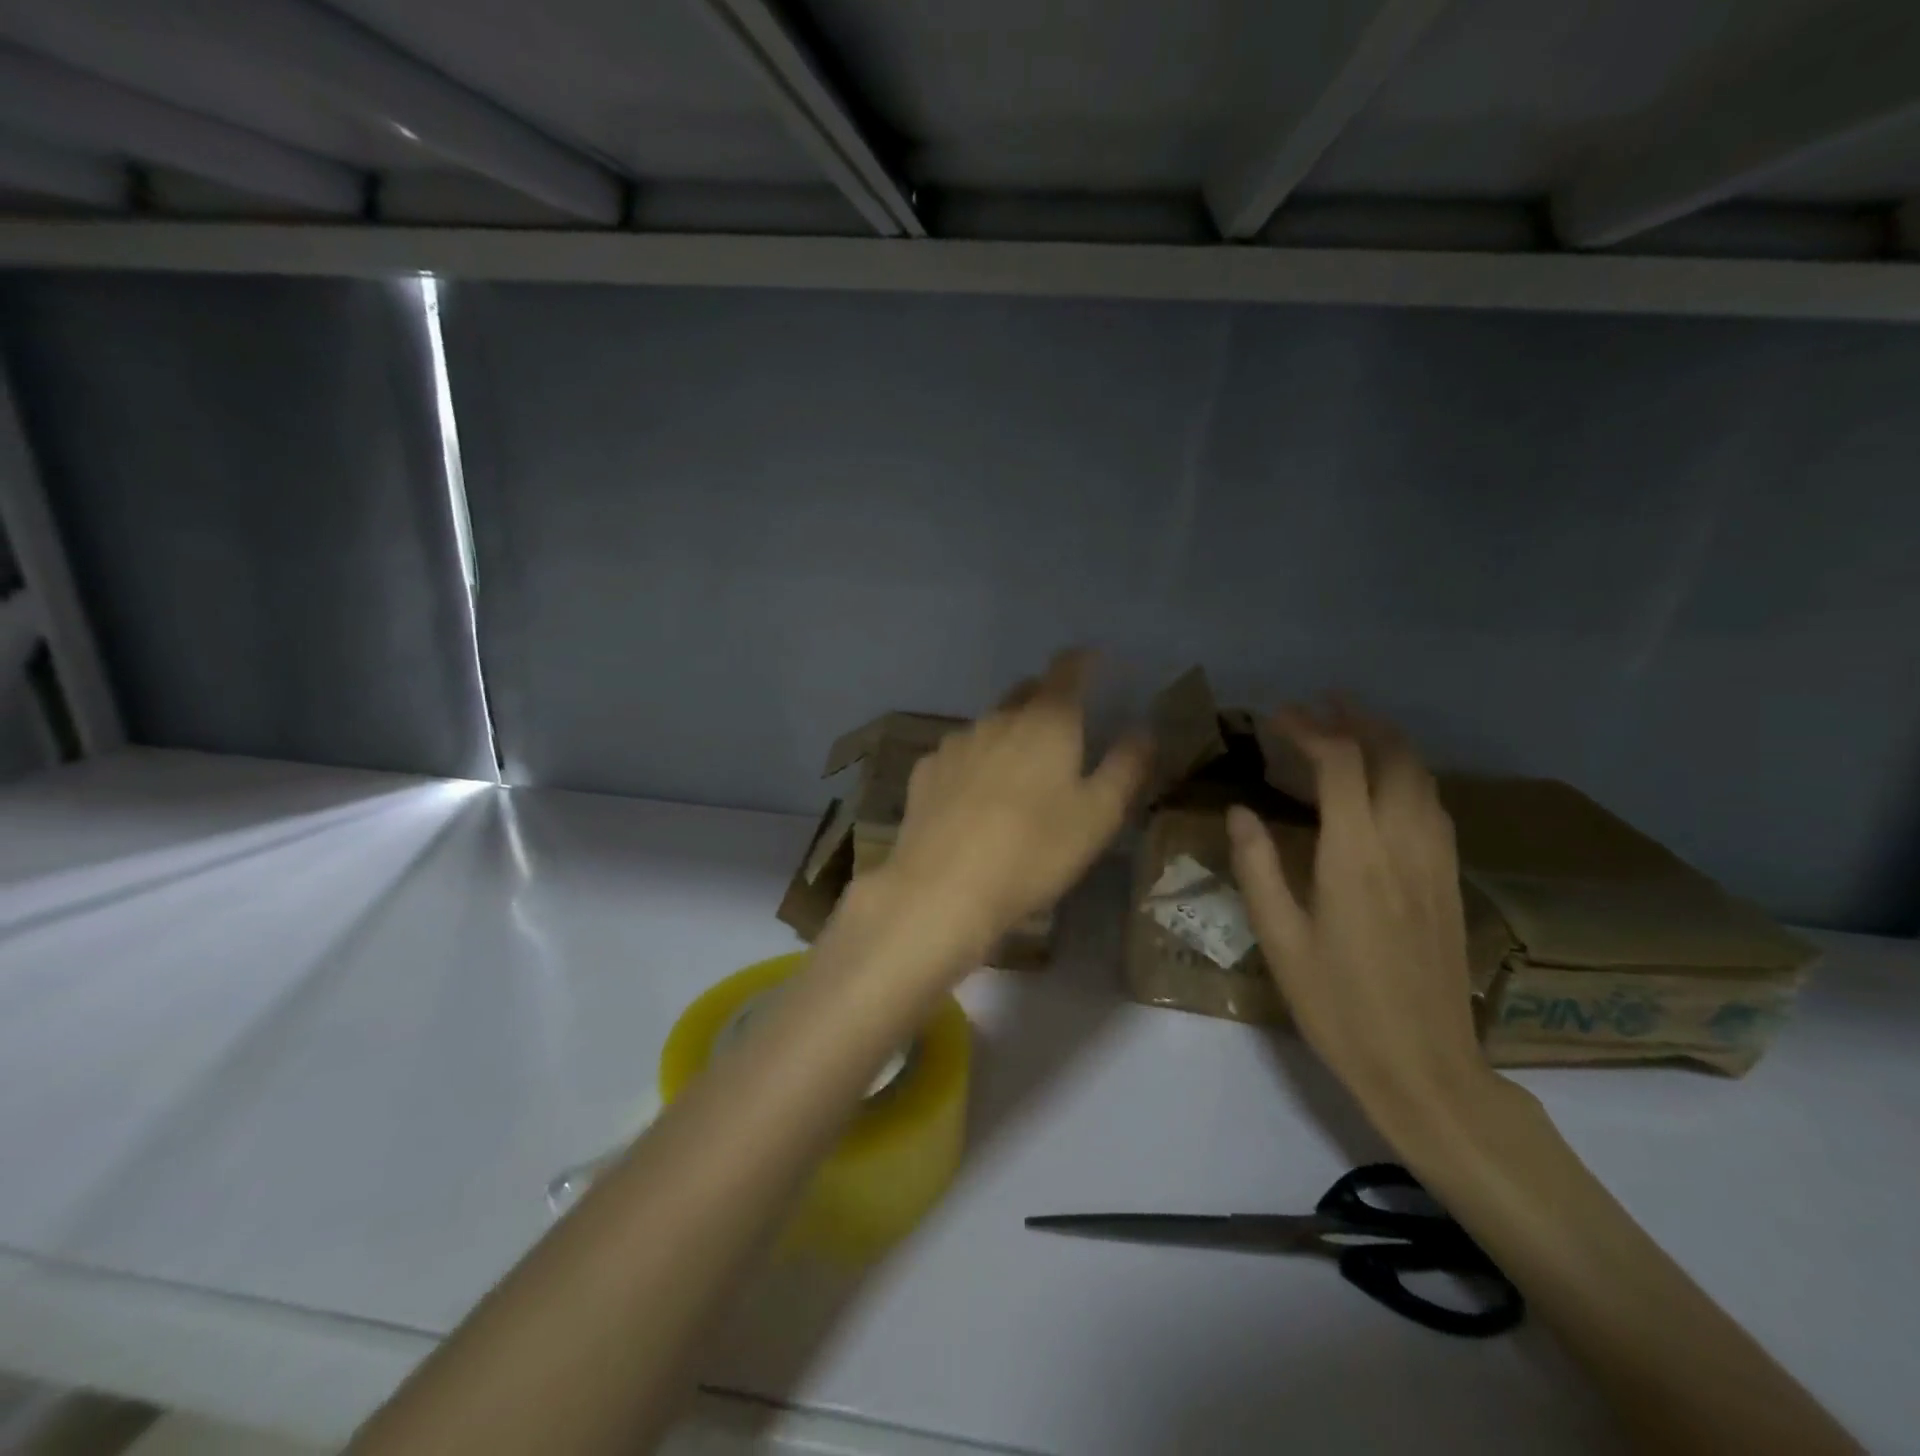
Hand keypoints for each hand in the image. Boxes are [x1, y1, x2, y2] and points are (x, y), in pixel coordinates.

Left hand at [883, 650, 1149, 952]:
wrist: (943, 888)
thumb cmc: (1034, 851)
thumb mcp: (1098, 816)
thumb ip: (1124, 767)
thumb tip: (1143, 730)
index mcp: (1046, 722)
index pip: (1067, 670)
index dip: (1083, 662)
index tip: (1094, 663)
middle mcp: (998, 719)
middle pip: (1025, 694)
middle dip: (1046, 700)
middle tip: (1063, 728)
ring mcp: (956, 743)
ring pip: (990, 725)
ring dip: (1008, 735)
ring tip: (1018, 772)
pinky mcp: (925, 771)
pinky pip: (959, 755)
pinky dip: (974, 763)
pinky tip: (973, 797)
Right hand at [1226, 701, 1490, 1123]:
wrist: (1424, 1066)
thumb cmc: (1338, 1006)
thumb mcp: (1280, 940)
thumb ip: (1258, 867)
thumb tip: (1239, 811)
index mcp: (1356, 855)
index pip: (1339, 764)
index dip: (1309, 730)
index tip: (1277, 716)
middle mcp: (1404, 843)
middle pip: (1394, 756)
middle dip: (1359, 720)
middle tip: (1323, 704)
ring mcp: (1436, 861)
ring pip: (1423, 777)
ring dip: (1389, 742)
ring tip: (1354, 729)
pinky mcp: (1450, 880)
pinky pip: (1434, 805)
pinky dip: (1408, 775)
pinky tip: (1388, 786)